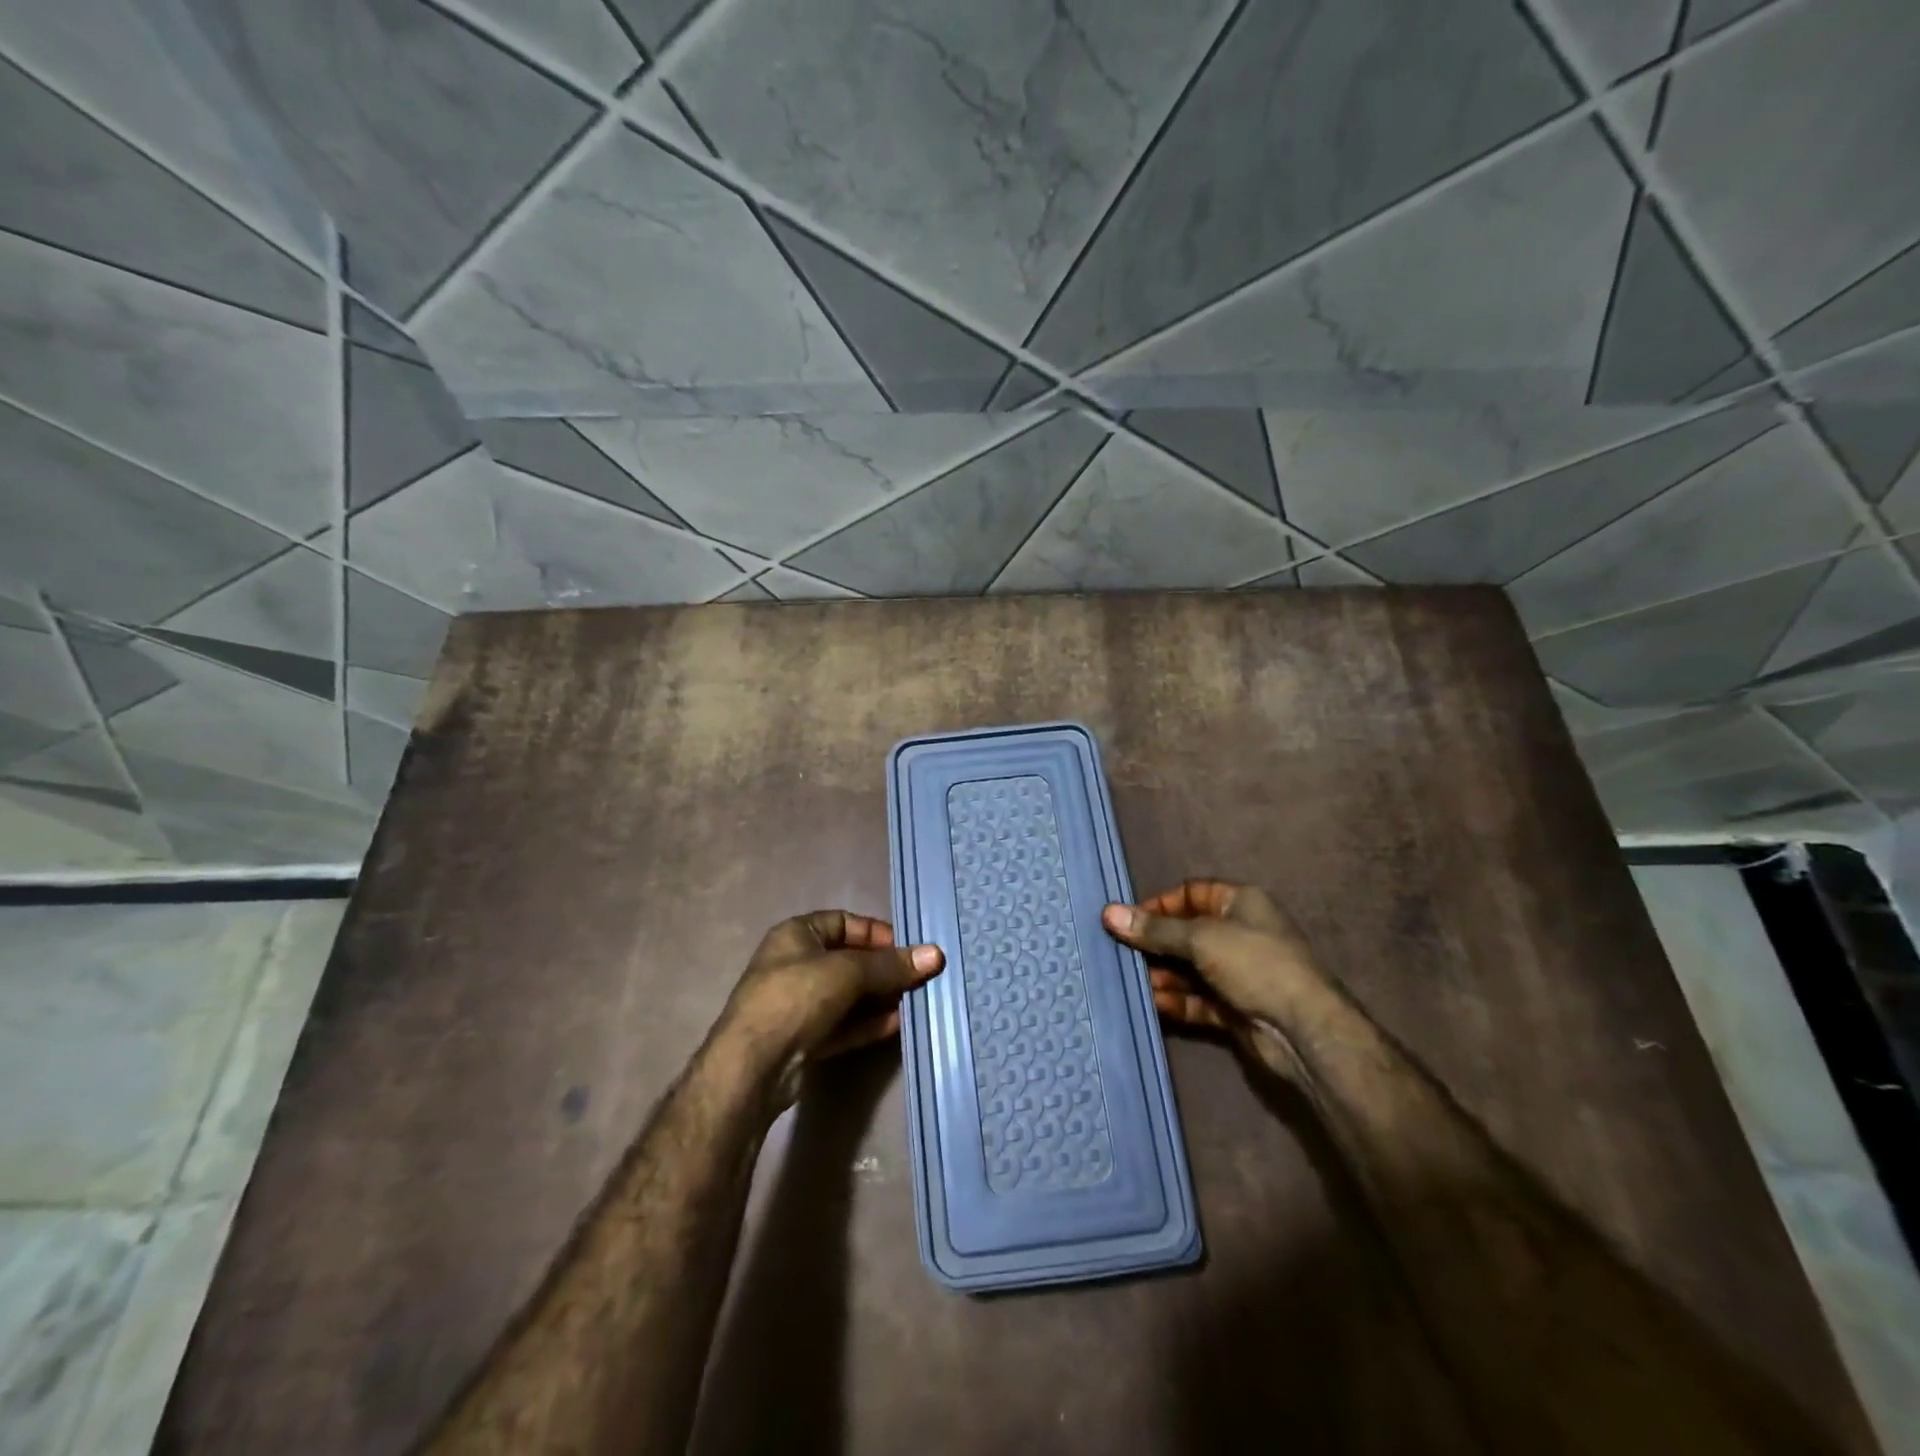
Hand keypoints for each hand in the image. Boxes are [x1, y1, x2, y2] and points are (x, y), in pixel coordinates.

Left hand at [718, 911, 944, 1101]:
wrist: (753, 1067)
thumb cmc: (796, 997)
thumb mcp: (848, 972)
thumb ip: (891, 965)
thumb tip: (935, 954)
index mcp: (796, 934)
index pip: (843, 922)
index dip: (876, 932)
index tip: (907, 949)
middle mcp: (796, 964)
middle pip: (849, 960)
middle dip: (884, 969)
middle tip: (919, 977)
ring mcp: (799, 1004)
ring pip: (848, 995)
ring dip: (880, 997)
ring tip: (916, 1000)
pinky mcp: (805, 1039)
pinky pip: (844, 1024)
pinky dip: (869, 1023)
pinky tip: (898, 1024)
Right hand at [1101, 880, 1327, 1052]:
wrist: (1303, 1030)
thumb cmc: (1254, 964)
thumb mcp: (1201, 938)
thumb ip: (1155, 929)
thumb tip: (1108, 912)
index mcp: (1240, 903)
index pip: (1191, 893)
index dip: (1159, 904)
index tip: (1127, 920)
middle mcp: (1239, 933)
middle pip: (1186, 932)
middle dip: (1154, 943)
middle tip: (1119, 952)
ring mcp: (1237, 973)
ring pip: (1189, 968)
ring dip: (1161, 974)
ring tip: (1130, 980)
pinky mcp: (1234, 1008)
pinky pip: (1197, 999)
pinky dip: (1175, 1000)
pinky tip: (1152, 1003)